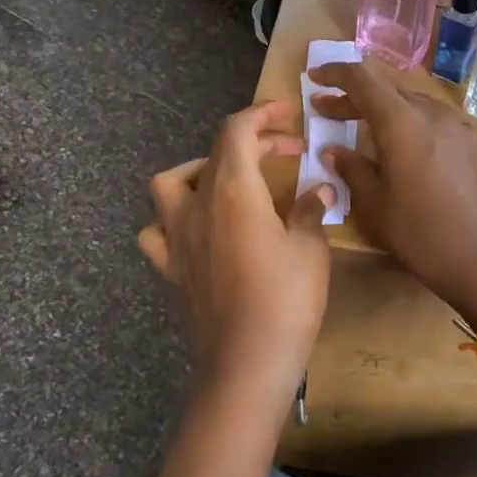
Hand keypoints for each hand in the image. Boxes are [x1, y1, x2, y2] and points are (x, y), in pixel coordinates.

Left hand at [138, 103, 332, 414]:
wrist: (246, 363)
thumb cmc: (286, 300)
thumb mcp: (310, 249)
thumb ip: (309, 212)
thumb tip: (318, 192)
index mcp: (232, 190)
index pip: (237, 131)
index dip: (261, 114)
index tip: (287, 113)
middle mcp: (196, 205)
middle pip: (214, 153)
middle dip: (251, 142)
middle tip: (286, 152)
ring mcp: (176, 238)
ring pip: (170, 185)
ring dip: (200, 171)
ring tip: (230, 182)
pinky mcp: (171, 269)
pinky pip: (158, 231)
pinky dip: (173, 219)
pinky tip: (196, 229)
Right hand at [308, 60, 476, 325]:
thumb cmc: (422, 236)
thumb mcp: (375, 207)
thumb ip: (352, 170)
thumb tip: (333, 151)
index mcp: (402, 123)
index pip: (363, 79)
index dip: (335, 73)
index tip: (315, 78)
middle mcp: (433, 113)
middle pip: (389, 89)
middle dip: (356, 96)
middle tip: (330, 112)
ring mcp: (461, 126)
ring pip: (415, 104)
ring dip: (386, 111)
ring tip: (368, 133)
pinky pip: (437, 122)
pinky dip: (413, 125)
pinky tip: (409, 152)